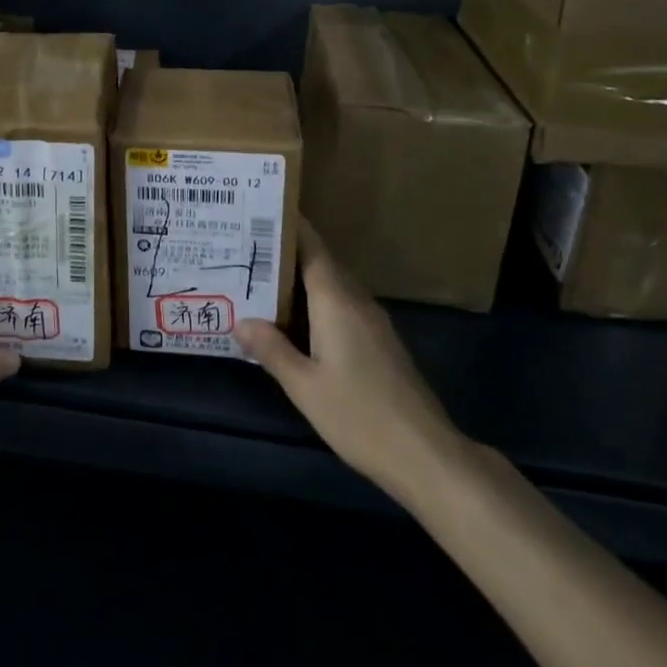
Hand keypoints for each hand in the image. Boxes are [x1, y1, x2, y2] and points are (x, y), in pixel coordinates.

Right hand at [234, 219, 462, 498]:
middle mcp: (356, 301)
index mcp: (336, 301)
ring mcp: (373, 322)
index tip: (260, 212)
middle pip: (320, 263)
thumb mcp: (305, 386)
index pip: (311, 248)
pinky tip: (296, 319)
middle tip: (248, 247)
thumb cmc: (360, 415)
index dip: (288, 228)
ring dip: (301, 278)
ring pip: (332, 285)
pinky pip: (342, 305)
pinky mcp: (380, 342)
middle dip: (287, 252)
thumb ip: (272, 350)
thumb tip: (240, 320)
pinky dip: (316, 301)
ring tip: (263, 278)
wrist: (426, 455)